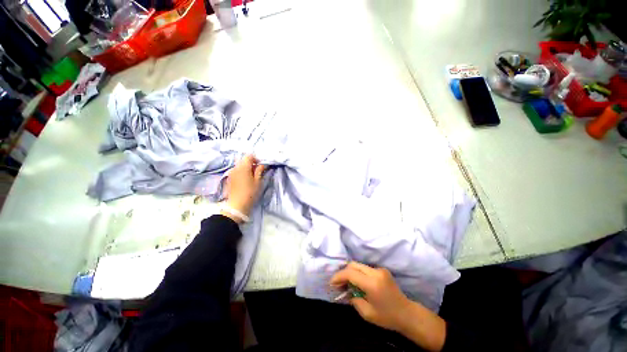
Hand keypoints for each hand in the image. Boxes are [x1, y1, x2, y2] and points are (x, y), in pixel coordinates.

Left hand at [222, 155, 265, 222]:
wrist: (237, 205)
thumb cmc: (250, 193)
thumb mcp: (258, 181)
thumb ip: (260, 170)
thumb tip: (262, 164)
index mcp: (243, 167)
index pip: (249, 156)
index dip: (256, 159)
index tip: (261, 165)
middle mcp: (235, 168)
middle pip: (243, 160)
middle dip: (251, 163)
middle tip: (258, 171)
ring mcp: (231, 173)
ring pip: (240, 166)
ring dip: (246, 168)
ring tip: (252, 176)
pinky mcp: (229, 178)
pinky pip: (236, 171)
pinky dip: (242, 172)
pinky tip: (246, 180)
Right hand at [330, 262, 445, 351]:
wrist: (407, 314)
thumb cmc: (387, 317)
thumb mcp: (367, 313)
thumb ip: (353, 299)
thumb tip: (345, 291)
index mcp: (372, 283)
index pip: (350, 273)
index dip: (339, 276)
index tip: (332, 283)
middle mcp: (375, 272)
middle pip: (353, 265)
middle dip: (343, 272)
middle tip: (338, 283)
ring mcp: (380, 270)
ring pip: (358, 265)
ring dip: (350, 272)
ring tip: (346, 283)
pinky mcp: (382, 270)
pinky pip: (365, 268)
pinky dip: (358, 273)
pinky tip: (357, 283)